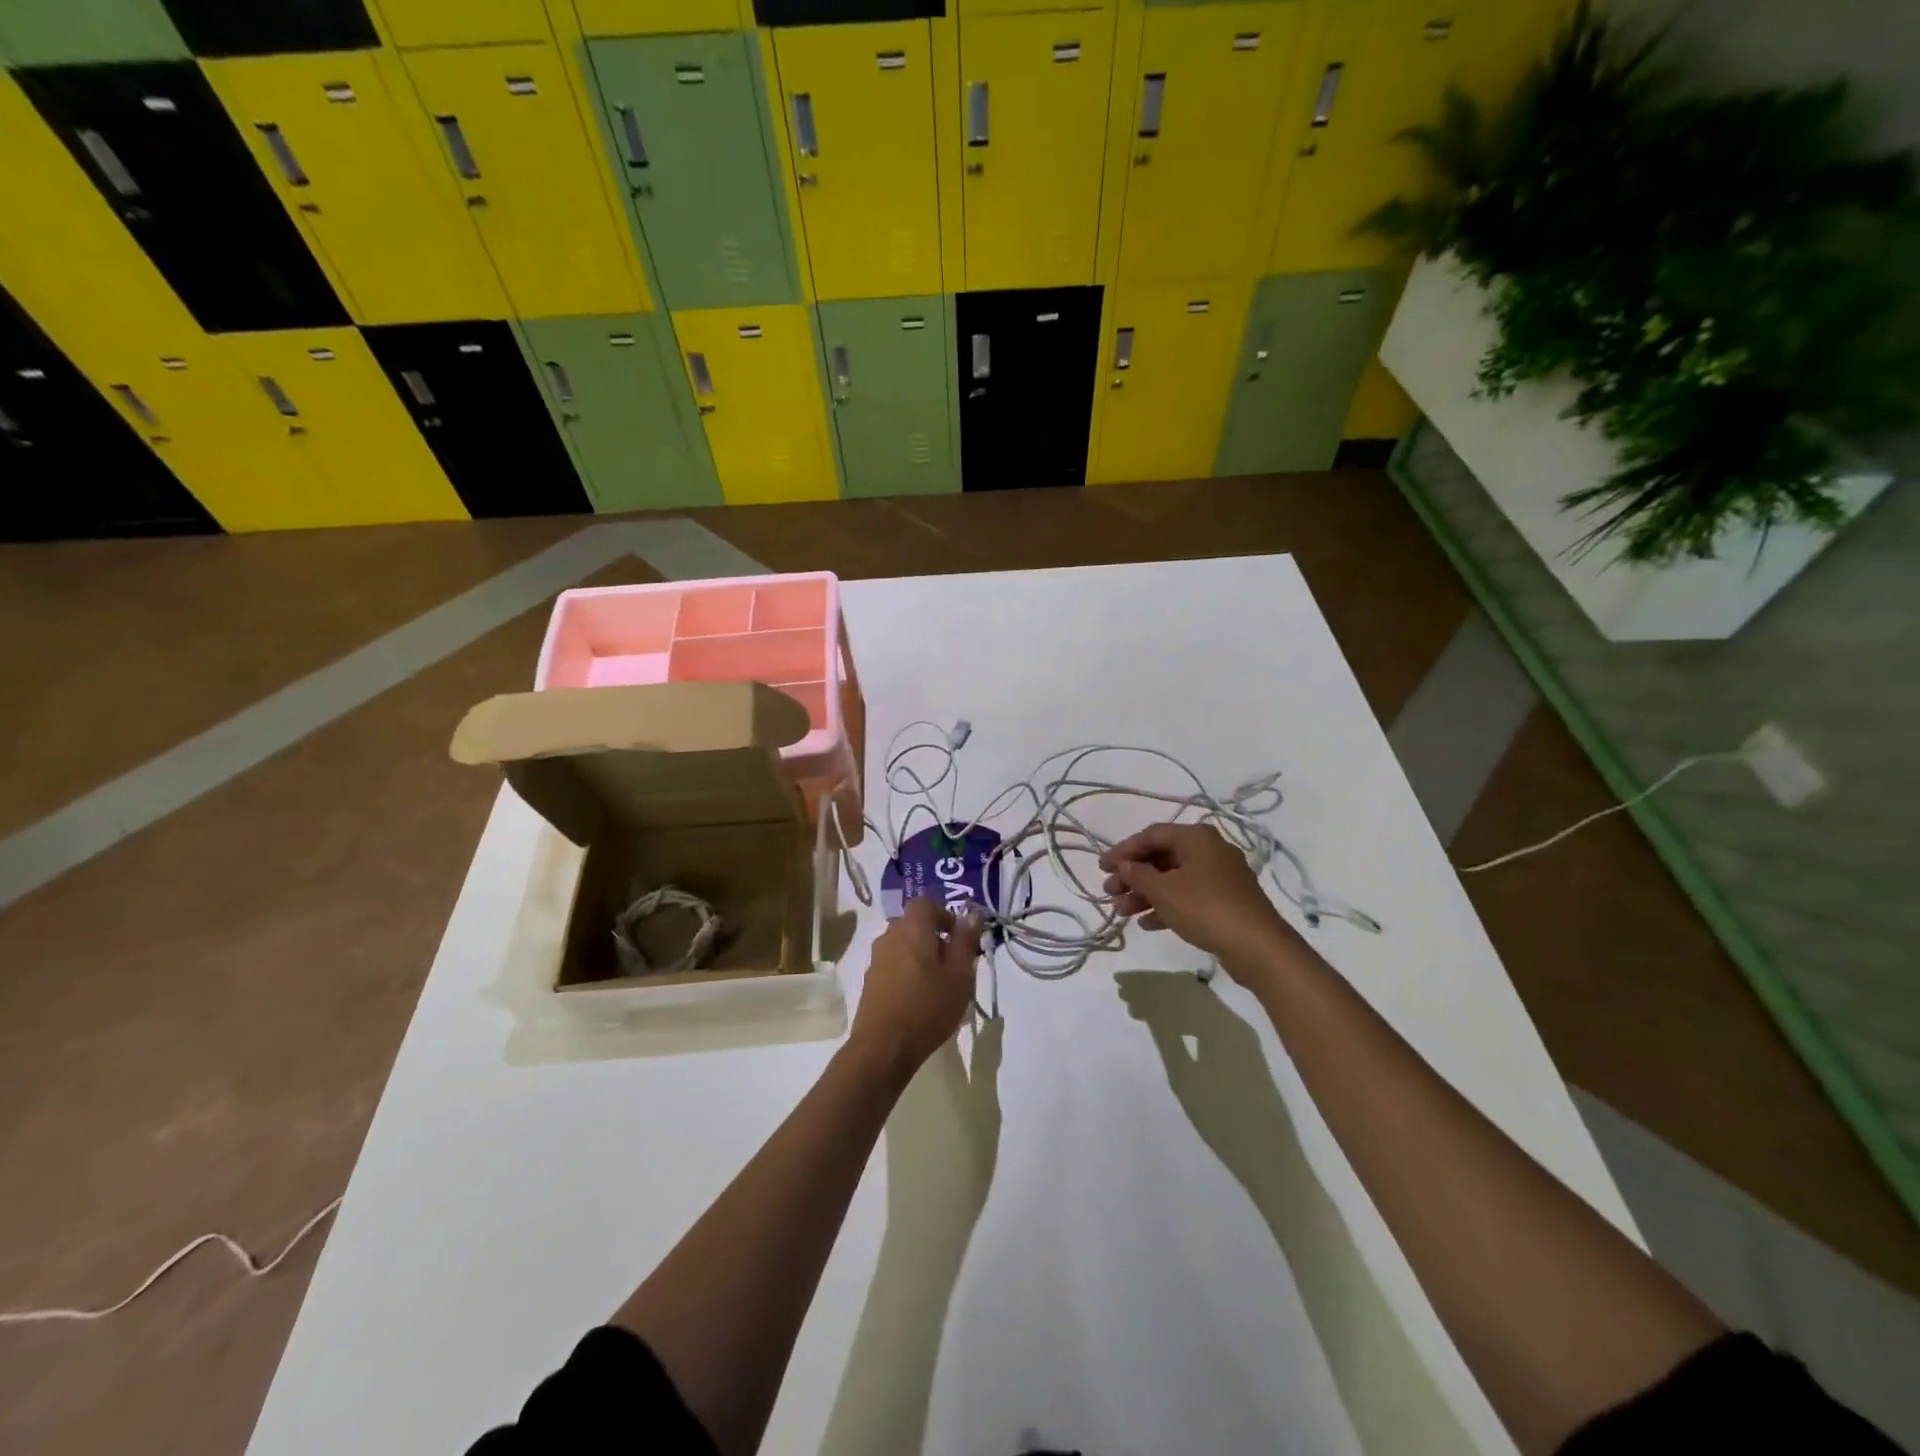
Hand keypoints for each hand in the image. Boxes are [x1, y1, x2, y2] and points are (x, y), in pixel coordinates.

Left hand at [850, 898, 982, 1077]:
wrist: (883, 1048)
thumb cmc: (928, 1007)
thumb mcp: (959, 975)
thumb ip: (965, 941)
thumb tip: (972, 913)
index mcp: (912, 928)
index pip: (926, 903)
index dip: (945, 914)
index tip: (960, 937)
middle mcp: (889, 936)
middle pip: (914, 924)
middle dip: (936, 937)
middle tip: (955, 963)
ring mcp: (876, 959)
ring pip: (904, 945)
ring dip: (922, 955)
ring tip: (940, 983)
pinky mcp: (870, 981)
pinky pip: (894, 964)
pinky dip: (908, 971)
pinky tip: (920, 997)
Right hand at [1100, 822, 1296, 967]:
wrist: (1258, 946)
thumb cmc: (1205, 908)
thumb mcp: (1164, 890)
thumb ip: (1138, 875)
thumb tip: (1123, 865)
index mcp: (1197, 837)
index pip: (1151, 835)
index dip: (1123, 850)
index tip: (1102, 868)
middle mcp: (1210, 850)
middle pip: (1162, 857)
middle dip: (1133, 876)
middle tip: (1109, 893)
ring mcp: (1220, 877)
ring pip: (1173, 879)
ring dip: (1145, 894)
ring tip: (1122, 913)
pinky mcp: (1225, 901)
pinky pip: (1188, 897)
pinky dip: (1166, 906)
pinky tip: (1147, 924)